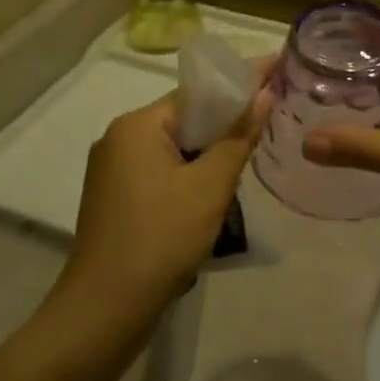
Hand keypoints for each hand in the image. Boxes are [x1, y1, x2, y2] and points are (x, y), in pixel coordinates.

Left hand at [61, 78, 270, 322]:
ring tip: (252, 148)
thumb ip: (238, 137)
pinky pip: (161, 168)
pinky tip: (216, 185)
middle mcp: (119, 137)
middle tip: (271, 115)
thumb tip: (263, 94)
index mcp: (137, 125)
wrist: (104, 312)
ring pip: (174, 145)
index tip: (276, 68)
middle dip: (226, 118)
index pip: (197, 91)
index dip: (239, 82)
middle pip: (184, 116)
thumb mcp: (210, 187)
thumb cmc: (161, 240)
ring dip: (209, 147)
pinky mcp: (115, 197)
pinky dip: (190, 169)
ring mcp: (113, 169)